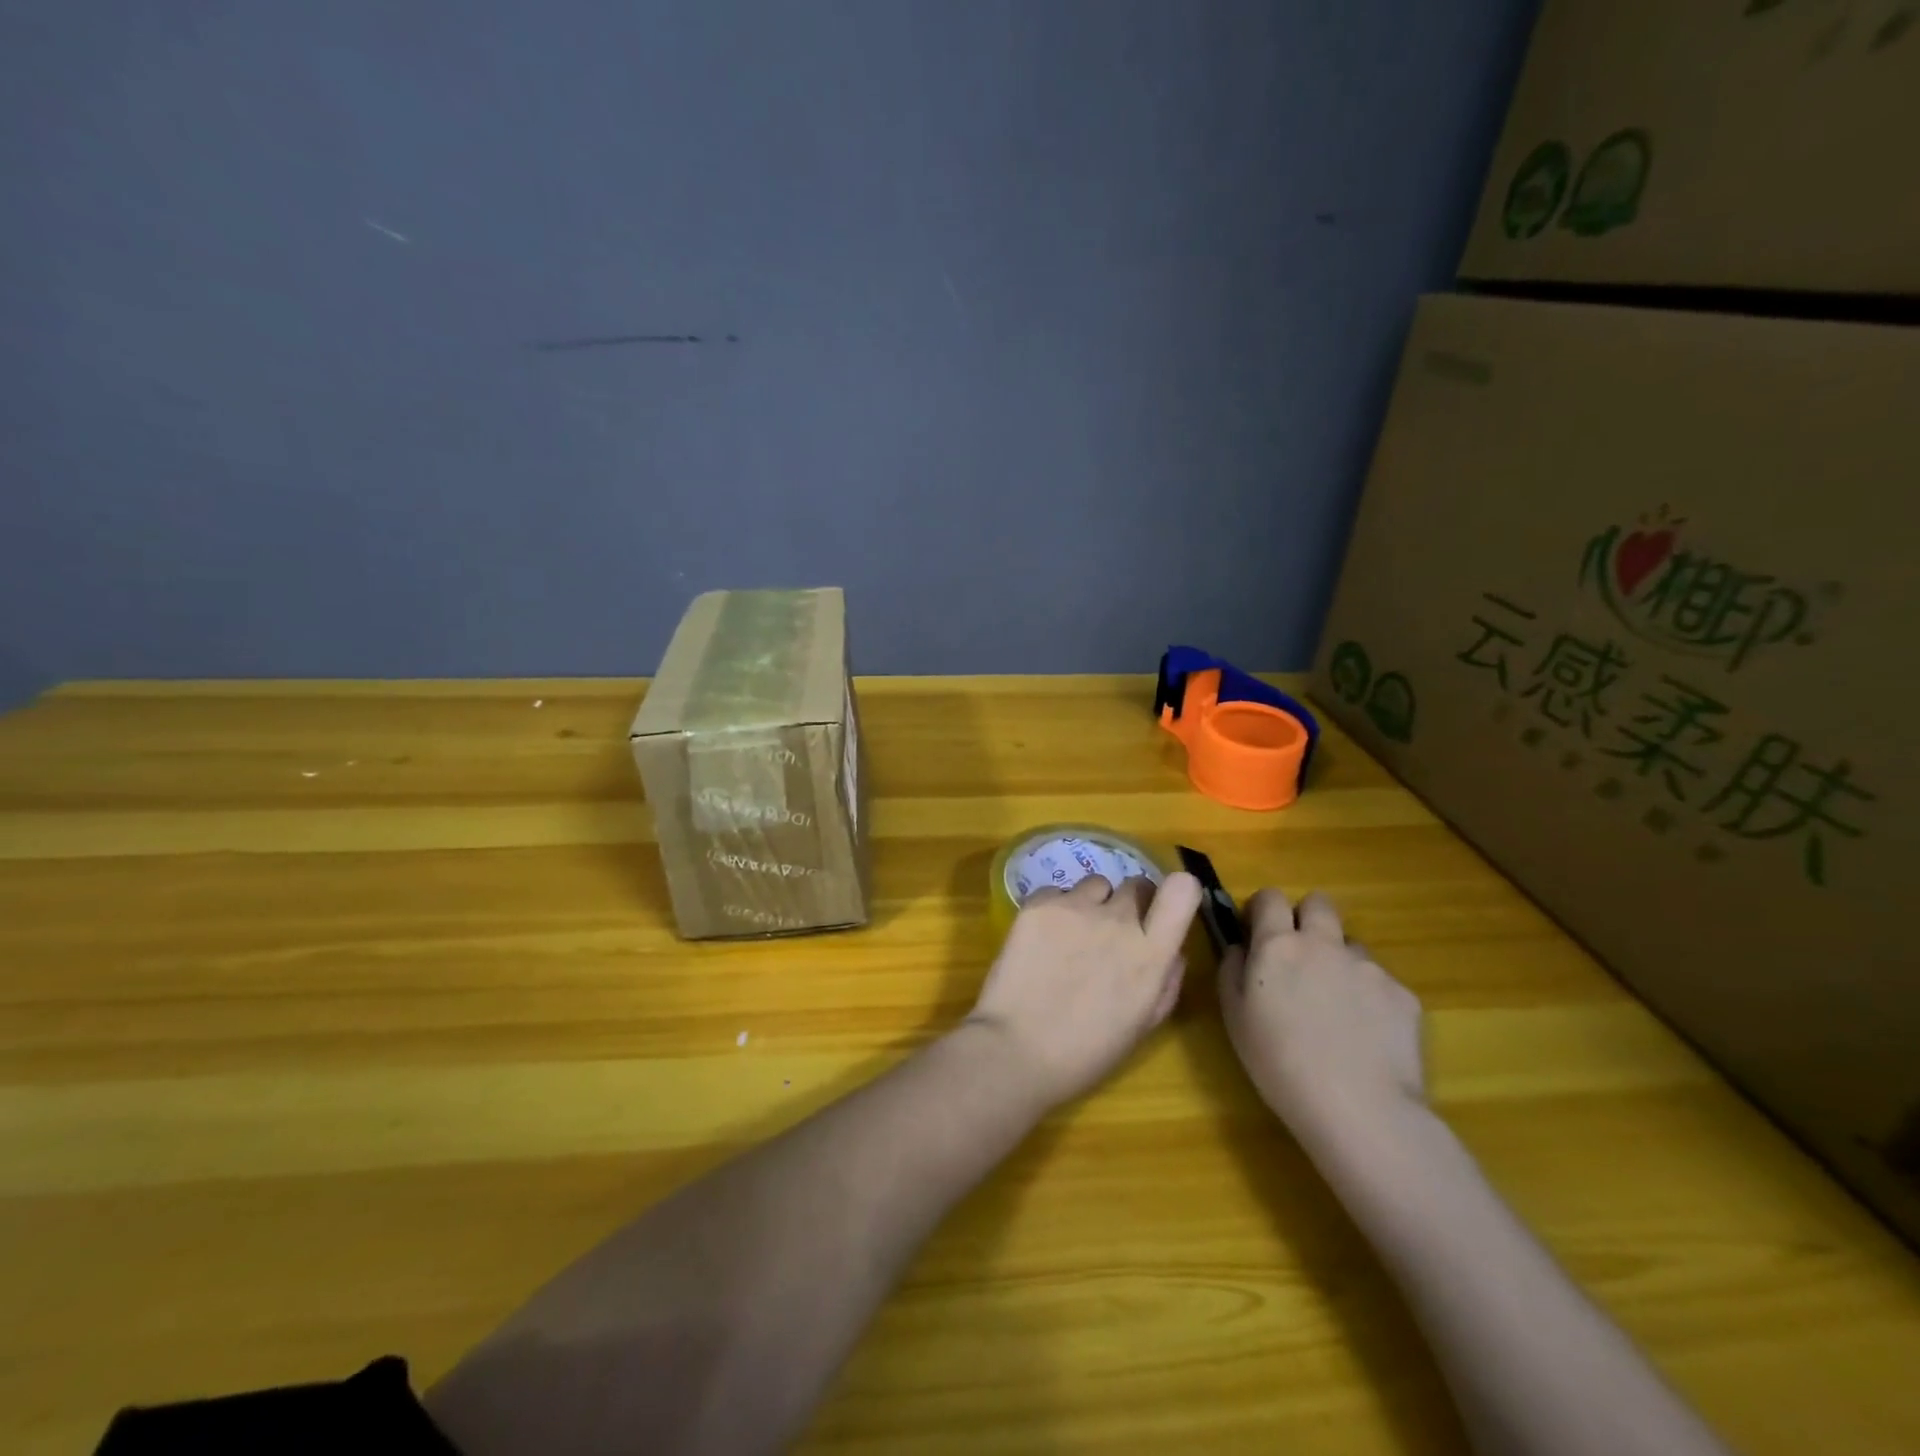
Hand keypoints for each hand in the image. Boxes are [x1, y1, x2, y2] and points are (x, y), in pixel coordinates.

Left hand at [967, 871, 1203, 1110]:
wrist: (1016, 1050)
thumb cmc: (1086, 1052)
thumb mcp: (1143, 1025)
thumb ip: (1166, 981)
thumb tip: (1171, 950)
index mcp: (1151, 954)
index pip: (1181, 890)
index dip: (1175, 893)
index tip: (1160, 910)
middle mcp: (1118, 921)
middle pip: (1136, 885)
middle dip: (1130, 904)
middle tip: (1110, 934)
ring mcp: (1076, 908)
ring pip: (1095, 885)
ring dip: (1091, 904)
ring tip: (1071, 936)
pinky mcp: (1038, 905)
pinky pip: (1056, 892)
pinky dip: (1054, 908)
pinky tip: (1041, 939)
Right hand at [1218, 889, 1425, 1156]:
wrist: (1360, 1109)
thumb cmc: (1280, 1064)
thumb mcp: (1234, 1017)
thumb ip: (1232, 970)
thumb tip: (1240, 947)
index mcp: (1278, 946)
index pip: (1270, 897)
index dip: (1262, 909)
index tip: (1256, 932)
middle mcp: (1324, 944)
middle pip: (1318, 903)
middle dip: (1306, 917)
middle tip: (1298, 956)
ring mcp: (1368, 967)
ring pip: (1350, 944)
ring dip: (1338, 960)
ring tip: (1335, 1006)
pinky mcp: (1402, 994)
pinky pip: (1380, 981)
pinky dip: (1368, 997)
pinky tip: (1365, 1035)